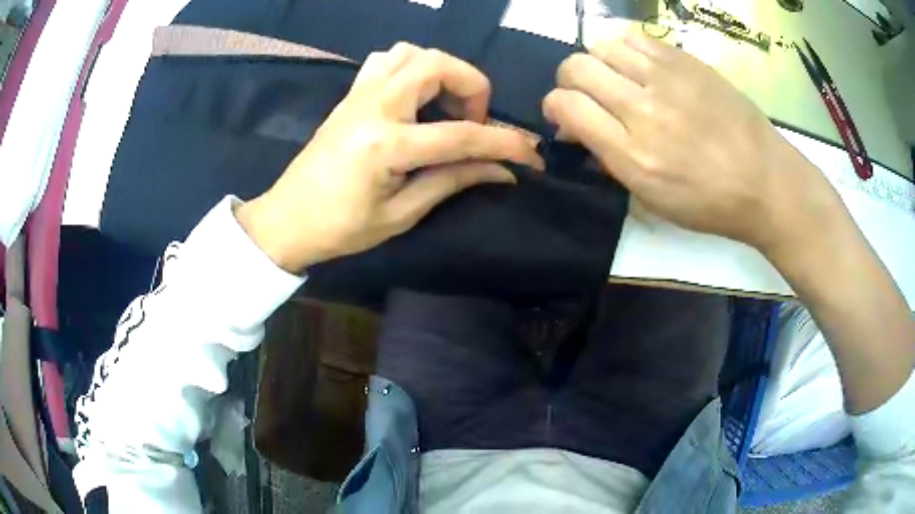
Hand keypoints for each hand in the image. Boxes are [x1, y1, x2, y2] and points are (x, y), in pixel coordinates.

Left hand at [237, 43, 543, 272]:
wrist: (287, 220)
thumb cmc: (340, 228)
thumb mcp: (401, 215)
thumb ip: (452, 182)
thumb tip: (501, 171)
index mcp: (387, 145)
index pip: (462, 135)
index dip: (505, 143)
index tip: (531, 155)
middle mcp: (374, 106)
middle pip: (437, 65)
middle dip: (472, 87)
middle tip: (473, 121)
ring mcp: (358, 94)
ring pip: (411, 52)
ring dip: (442, 71)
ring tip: (445, 106)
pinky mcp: (350, 95)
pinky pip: (386, 60)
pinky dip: (412, 68)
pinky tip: (415, 97)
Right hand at [542, 27, 843, 256]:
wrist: (764, 180)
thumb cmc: (709, 201)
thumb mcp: (652, 200)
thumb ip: (609, 160)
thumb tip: (579, 129)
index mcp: (633, 155)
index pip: (565, 105)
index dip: (555, 107)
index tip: (567, 117)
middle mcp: (643, 109)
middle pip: (575, 67)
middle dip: (569, 81)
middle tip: (588, 96)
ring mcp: (666, 78)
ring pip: (601, 45)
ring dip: (597, 62)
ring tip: (616, 80)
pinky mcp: (686, 60)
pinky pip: (635, 38)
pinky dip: (626, 50)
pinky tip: (640, 67)